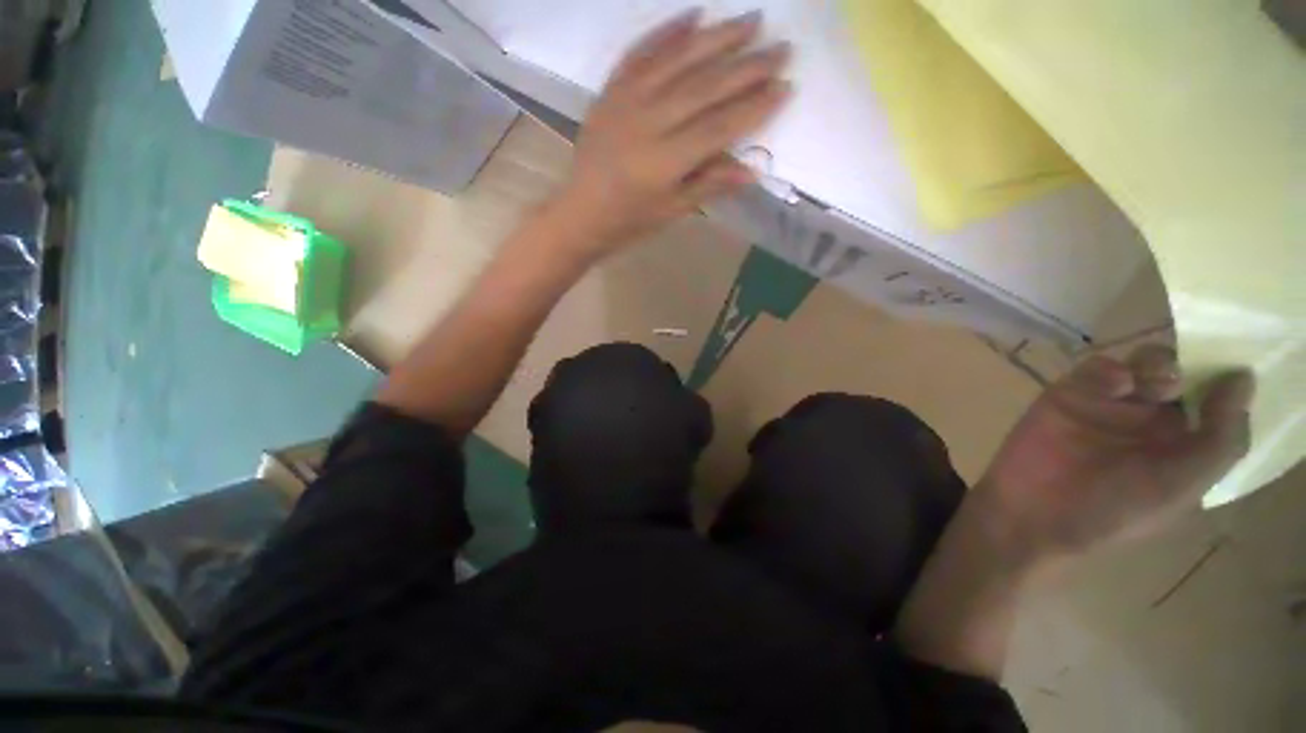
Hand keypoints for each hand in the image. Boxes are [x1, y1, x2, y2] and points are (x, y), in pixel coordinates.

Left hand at [549, 9, 791, 258]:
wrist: (580, 213)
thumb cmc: (629, 222)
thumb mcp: (672, 212)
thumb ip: (710, 185)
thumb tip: (752, 168)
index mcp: (666, 161)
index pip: (720, 126)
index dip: (754, 106)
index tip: (785, 86)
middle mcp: (648, 122)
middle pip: (705, 87)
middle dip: (748, 66)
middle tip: (782, 47)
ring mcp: (626, 100)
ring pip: (678, 61)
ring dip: (717, 38)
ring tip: (750, 21)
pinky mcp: (610, 90)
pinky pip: (640, 52)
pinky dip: (667, 31)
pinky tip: (693, 15)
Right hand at [975, 345, 1253, 558]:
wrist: (1036, 511)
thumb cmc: (1116, 509)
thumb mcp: (1184, 485)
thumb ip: (1221, 437)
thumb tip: (1244, 378)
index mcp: (1184, 443)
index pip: (1215, 402)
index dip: (1226, 382)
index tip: (1233, 369)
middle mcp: (1151, 420)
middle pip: (1182, 373)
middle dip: (1187, 368)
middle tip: (1176, 384)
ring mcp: (1109, 405)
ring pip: (1142, 362)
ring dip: (1152, 364)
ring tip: (1145, 384)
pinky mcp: (1069, 393)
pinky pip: (1097, 366)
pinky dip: (1109, 369)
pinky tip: (1111, 385)